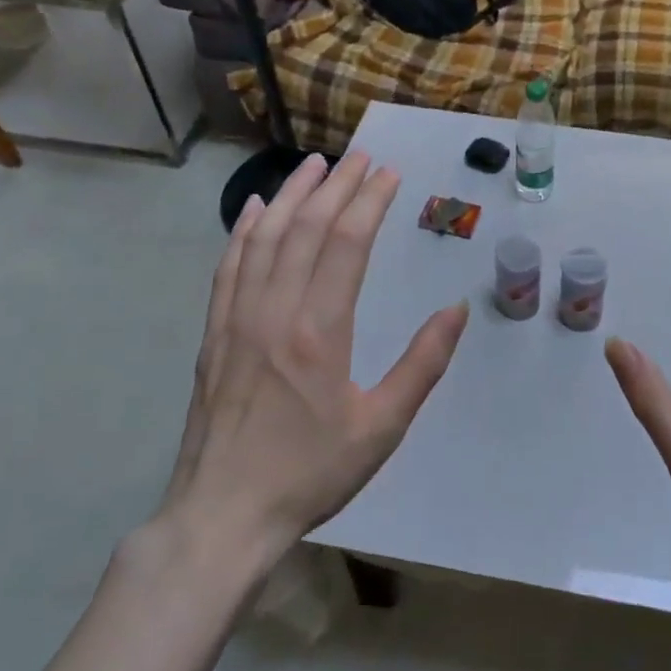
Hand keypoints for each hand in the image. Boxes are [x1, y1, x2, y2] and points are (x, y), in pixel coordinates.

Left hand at [162, 152, 468, 566]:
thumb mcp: (382, 427)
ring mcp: (237, 320)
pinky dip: (243, 232)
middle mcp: (274, 312)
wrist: (224, 514)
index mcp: (319, 332)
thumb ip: (422, 364)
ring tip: (312, 165)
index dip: (369, 202)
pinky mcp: (214, 335)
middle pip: (306, 230)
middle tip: (359, 156)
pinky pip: (229, 268)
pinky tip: (254, 210)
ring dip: (290, 196)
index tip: (388, 174)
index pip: (347, 245)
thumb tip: (455, 310)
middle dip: (335, 187)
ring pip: (264, 239)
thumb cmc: (311, 473)